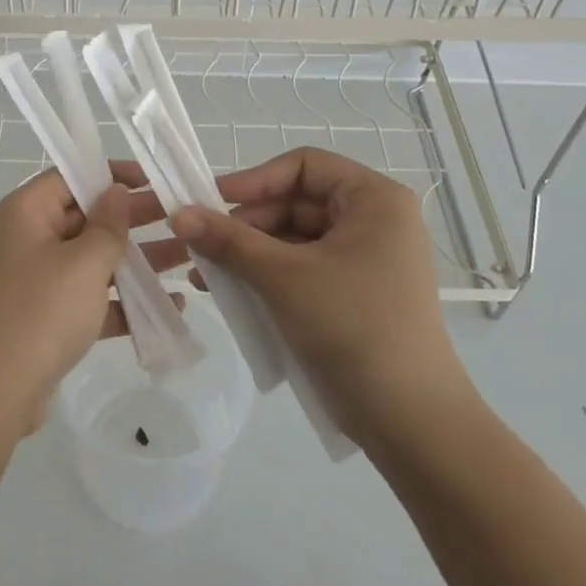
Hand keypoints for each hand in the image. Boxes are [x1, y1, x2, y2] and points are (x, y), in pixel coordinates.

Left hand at [0, 163, 172, 441]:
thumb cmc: (39, 313)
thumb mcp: (83, 262)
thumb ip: (108, 225)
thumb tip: (115, 191)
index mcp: (26, 213)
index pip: (70, 177)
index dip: (111, 175)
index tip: (153, 180)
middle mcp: (26, 239)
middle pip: (85, 218)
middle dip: (132, 220)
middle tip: (180, 218)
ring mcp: (35, 281)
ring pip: (91, 260)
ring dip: (135, 261)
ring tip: (185, 258)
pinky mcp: (45, 318)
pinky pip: (89, 299)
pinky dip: (122, 302)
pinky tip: (169, 308)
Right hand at [168, 147, 473, 446]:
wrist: (409, 419)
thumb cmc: (351, 327)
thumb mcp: (282, 277)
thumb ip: (228, 240)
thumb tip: (177, 213)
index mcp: (374, 200)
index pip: (304, 166)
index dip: (255, 179)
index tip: (211, 200)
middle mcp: (375, 221)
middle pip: (297, 202)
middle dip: (247, 223)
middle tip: (202, 243)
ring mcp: (366, 259)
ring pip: (295, 238)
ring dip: (250, 252)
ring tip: (207, 272)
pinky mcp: (354, 293)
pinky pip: (302, 268)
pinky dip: (268, 275)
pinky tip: (230, 292)